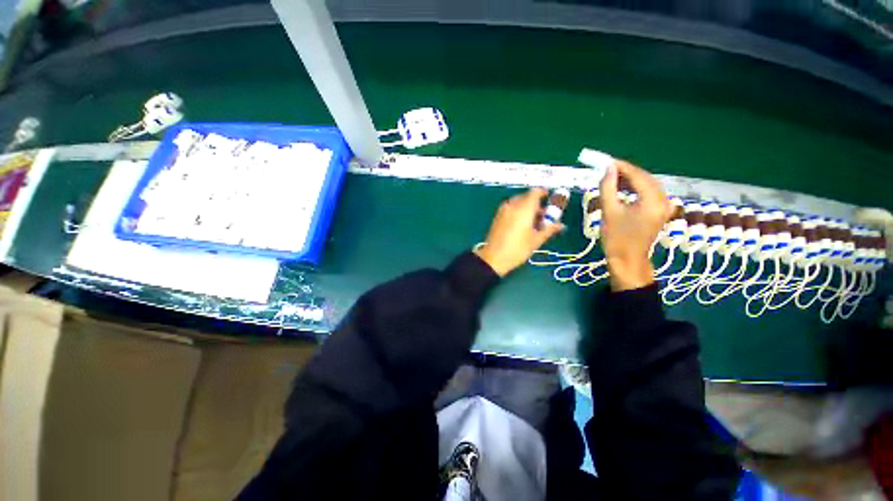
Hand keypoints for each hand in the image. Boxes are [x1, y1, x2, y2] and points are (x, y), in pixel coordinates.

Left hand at [475, 188, 563, 276]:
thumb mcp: (536, 240)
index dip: (544, 193)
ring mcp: (503, 211)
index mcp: (524, 208)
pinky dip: (517, 212)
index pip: (535, 192)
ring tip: (533, 223)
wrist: (494, 258)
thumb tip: (561, 225)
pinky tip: (521, 225)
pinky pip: (510, 208)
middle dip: (536, 204)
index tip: (550, 199)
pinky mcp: (497, 217)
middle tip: (543, 216)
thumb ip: (549, 229)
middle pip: (526, 197)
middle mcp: (512, 205)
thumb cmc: (518, 249)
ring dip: (526, 208)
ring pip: (517, 203)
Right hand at [601, 160, 672, 290]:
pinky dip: (636, 189)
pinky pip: (649, 193)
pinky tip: (623, 189)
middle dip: (627, 172)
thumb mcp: (609, 211)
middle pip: (645, 178)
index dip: (621, 167)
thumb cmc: (616, 238)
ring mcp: (664, 206)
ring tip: (612, 179)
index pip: (638, 175)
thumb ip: (608, 187)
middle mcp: (664, 200)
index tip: (605, 162)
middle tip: (607, 170)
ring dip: (631, 180)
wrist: (628, 261)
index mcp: (652, 200)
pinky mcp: (660, 212)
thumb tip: (608, 169)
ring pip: (648, 185)